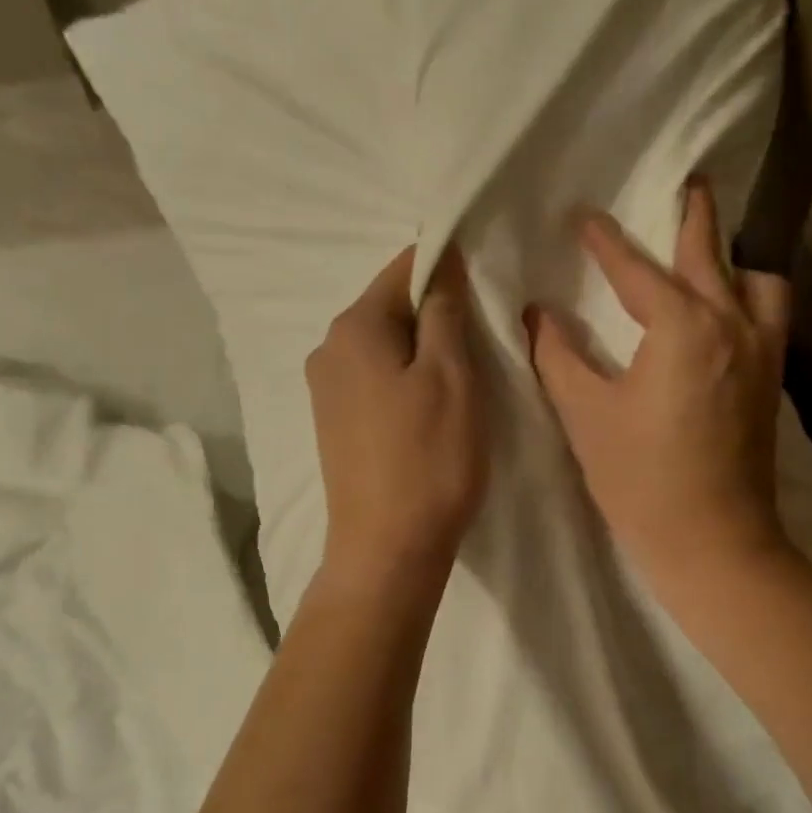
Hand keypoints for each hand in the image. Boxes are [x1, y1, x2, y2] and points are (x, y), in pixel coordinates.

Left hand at [308, 244, 487, 588]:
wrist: (387, 549)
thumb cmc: (428, 459)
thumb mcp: (451, 376)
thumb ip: (444, 311)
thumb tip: (441, 263)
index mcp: (353, 328)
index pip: (403, 268)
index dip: (448, 266)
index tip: (487, 283)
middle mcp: (327, 349)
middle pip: (390, 308)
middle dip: (436, 313)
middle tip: (483, 340)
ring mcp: (325, 390)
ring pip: (384, 347)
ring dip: (422, 351)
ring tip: (461, 379)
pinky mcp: (333, 424)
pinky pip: (374, 380)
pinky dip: (404, 381)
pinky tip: (429, 409)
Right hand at [526, 180, 790, 588]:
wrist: (712, 541)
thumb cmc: (640, 481)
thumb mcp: (585, 417)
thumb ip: (558, 357)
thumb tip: (537, 315)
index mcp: (682, 328)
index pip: (637, 269)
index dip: (606, 241)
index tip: (584, 216)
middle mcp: (732, 325)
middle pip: (711, 252)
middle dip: (693, 215)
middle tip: (683, 184)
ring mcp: (761, 352)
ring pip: (757, 281)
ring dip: (732, 262)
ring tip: (705, 264)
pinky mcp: (771, 381)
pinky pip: (769, 315)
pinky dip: (749, 298)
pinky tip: (723, 318)